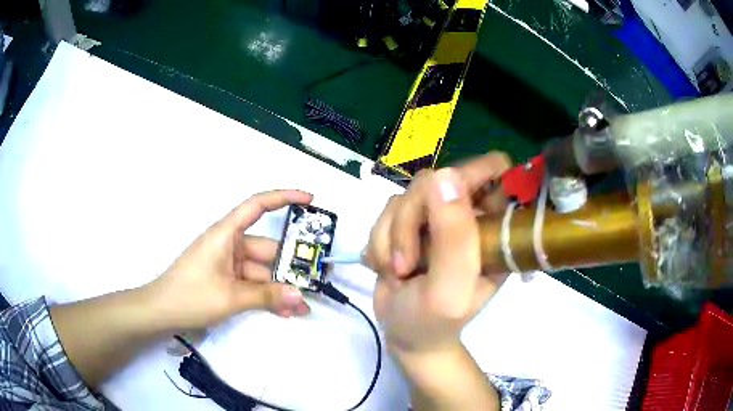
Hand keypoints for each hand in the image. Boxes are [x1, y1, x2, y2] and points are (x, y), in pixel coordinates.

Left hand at [147, 189, 313, 330]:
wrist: (160, 313)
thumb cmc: (190, 295)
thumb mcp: (230, 297)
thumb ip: (267, 296)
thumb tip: (301, 297)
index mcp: (226, 234)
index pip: (258, 206)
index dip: (284, 198)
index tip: (310, 201)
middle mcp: (229, 244)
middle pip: (267, 248)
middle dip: (290, 265)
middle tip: (318, 278)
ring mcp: (228, 264)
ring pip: (262, 271)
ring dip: (280, 288)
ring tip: (303, 306)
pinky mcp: (226, 281)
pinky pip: (253, 284)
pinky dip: (267, 296)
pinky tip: (285, 312)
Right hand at [366, 152, 510, 355]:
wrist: (406, 336)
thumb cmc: (435, 322)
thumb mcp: (449, 290)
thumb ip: (454, 237)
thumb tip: (445, 174)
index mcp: (495, 226)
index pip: (495, 170)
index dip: (473, 174)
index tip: (447, 206)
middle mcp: (469, 214)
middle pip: (438, 178)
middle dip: (412, 220)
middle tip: (408, 262)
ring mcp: (437, 216)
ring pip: (406, 195)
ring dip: (392, 236)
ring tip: (398, 272)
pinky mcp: (410, 221)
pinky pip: (387, 209)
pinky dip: (380, 240)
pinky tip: (387, 266)